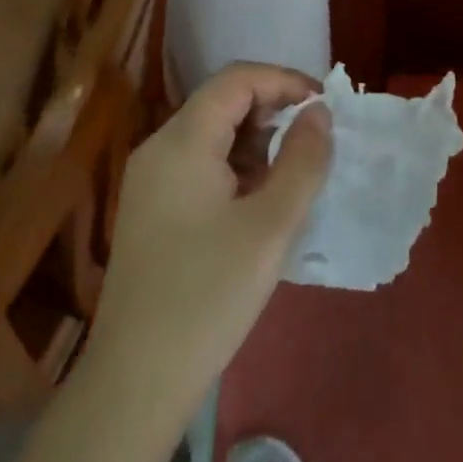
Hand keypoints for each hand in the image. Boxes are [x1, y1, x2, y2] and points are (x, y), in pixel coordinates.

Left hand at [83, 62, 332, 426]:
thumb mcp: (271, 225)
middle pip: (222, 102)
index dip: (285, 81)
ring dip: (258, 141)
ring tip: (295, 174)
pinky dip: (238, 167)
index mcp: (182, 142)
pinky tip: (262, 201)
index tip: (325, 107)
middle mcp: (159, 149)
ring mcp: (150, 181)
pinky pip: (201, 165)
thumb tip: (319, 112)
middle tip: (317, 142)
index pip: (237, 79)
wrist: (136, 382)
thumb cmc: (208, 296)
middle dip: (274, 111)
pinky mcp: (152, 210)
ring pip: (213, 134)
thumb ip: (303, 160)